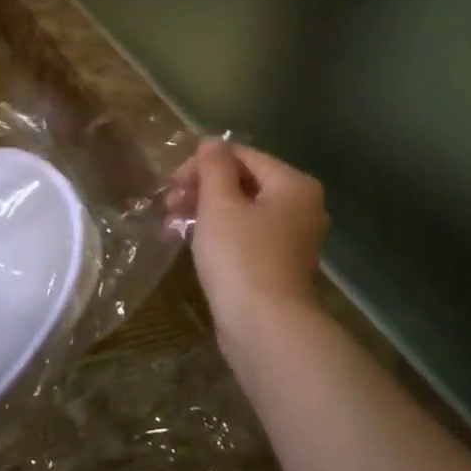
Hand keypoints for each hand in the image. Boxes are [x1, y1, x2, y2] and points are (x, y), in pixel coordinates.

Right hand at [181, 140, 328, 349]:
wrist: (265, 327)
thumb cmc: (241, 257)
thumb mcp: (220, 204)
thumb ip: (214, 167)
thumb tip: (212, 142)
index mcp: (294, 185)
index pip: (242, 155)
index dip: (202, 164)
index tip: (171, 184)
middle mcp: (302, 206)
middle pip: (244, 182)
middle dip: (202, 188)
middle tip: (168, 204)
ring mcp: (293, 238)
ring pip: (243, 210)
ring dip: (206, 210)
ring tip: (172, 223)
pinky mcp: (279, 264)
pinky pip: (247, 235)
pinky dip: (220, 232)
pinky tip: (191, 241)